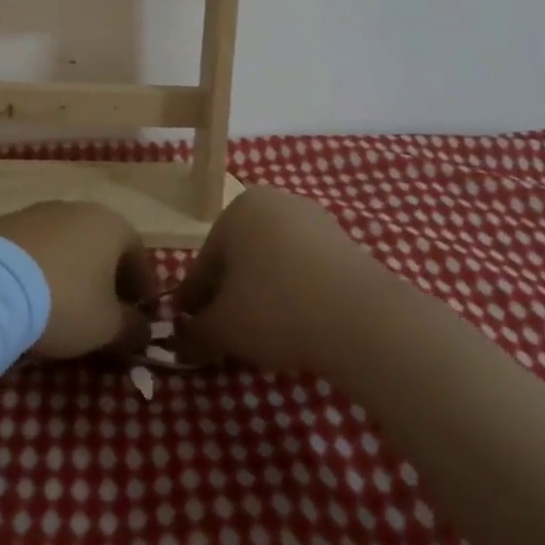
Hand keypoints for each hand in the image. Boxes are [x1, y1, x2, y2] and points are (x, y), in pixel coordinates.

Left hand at [0, 202, 154, 358]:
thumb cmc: (64, 302)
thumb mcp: (108, 327)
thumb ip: (133, 328)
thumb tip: (143, 329)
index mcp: (112, 225)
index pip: (139, 257)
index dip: (143, 290)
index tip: (141, 317)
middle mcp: (78, 209)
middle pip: (102, 247)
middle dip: (107, 280)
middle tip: (104, 314)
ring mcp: (38, 212)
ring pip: (67, 245)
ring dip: (72, 272)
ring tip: (63, 306)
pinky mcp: (5, 223)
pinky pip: (35, 249)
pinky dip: (40, 269)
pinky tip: (31, 296)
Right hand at [173, 186, 389, 373]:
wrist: (361, 318)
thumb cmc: (275, 308)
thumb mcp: (223, 328)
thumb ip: (196, 332)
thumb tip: (182, 341)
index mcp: (237, 209)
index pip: (205, 261)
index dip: (194, 299)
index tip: (189, 326)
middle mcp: (274, 203)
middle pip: (240, 256)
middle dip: (230, 293)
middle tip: (224, 333)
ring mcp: (314, 220)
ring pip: (273, 262)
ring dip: (263, 293)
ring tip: (262, 334)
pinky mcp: (346, 243)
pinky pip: (305, 269)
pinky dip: (295, 293)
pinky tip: (297, 323)